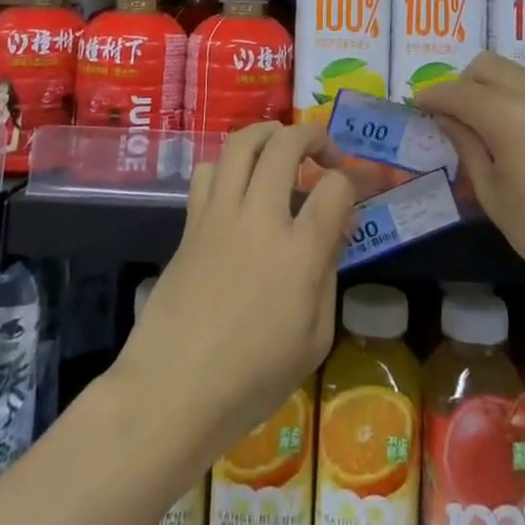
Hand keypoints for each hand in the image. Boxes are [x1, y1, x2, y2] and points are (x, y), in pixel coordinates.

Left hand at [112, 121, 356, 467]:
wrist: (172, 390)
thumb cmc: (251, 379)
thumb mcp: (313, 339)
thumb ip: (329, 273)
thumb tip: (337, 226)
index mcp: (298, 254)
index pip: (334, 187)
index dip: (351, 180)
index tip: (353, 191)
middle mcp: (260, 219)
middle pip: (287, 145)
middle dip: (313, 136)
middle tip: (325, 153)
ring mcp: (220, 215)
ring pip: (242, 142)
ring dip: (269, 133)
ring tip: (283, 147)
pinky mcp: (191, 222)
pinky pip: (210, 169)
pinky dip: (230, 163)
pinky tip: (240, 183)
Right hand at [415, 52, 524, 315]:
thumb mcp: (497, 198)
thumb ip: (468, 149)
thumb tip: (447, 119)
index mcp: (510, 115)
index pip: (458, 91)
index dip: (431, 95)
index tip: (414, 106)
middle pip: (487, 65)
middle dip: (461, 83)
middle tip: (449, 118)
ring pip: (514, 73)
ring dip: (489, 88)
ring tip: (482, 129)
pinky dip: (515, 98)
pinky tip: (517, 138)